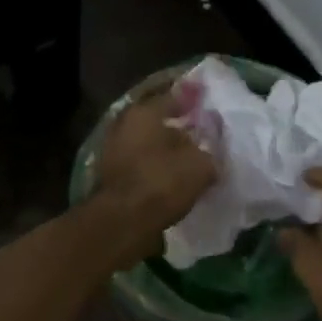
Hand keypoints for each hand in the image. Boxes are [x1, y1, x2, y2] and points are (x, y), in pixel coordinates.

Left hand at [91, 91, 217, 260]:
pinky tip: (173, 180)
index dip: (193, 101)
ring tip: (190, 162)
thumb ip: (209, 153)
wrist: (122, 222)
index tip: (208, 104)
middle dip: (178, 129)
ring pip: (148, 145)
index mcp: (143, 112)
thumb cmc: (162, 182)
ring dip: (166, 152)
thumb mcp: (200, 165)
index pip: (173, 97)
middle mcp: (124, 125)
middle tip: (202, 136)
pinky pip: (141, 166)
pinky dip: (155, 170)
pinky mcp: (111, 177)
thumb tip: (210, 154)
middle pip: (157, 122)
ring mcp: (113, 152)